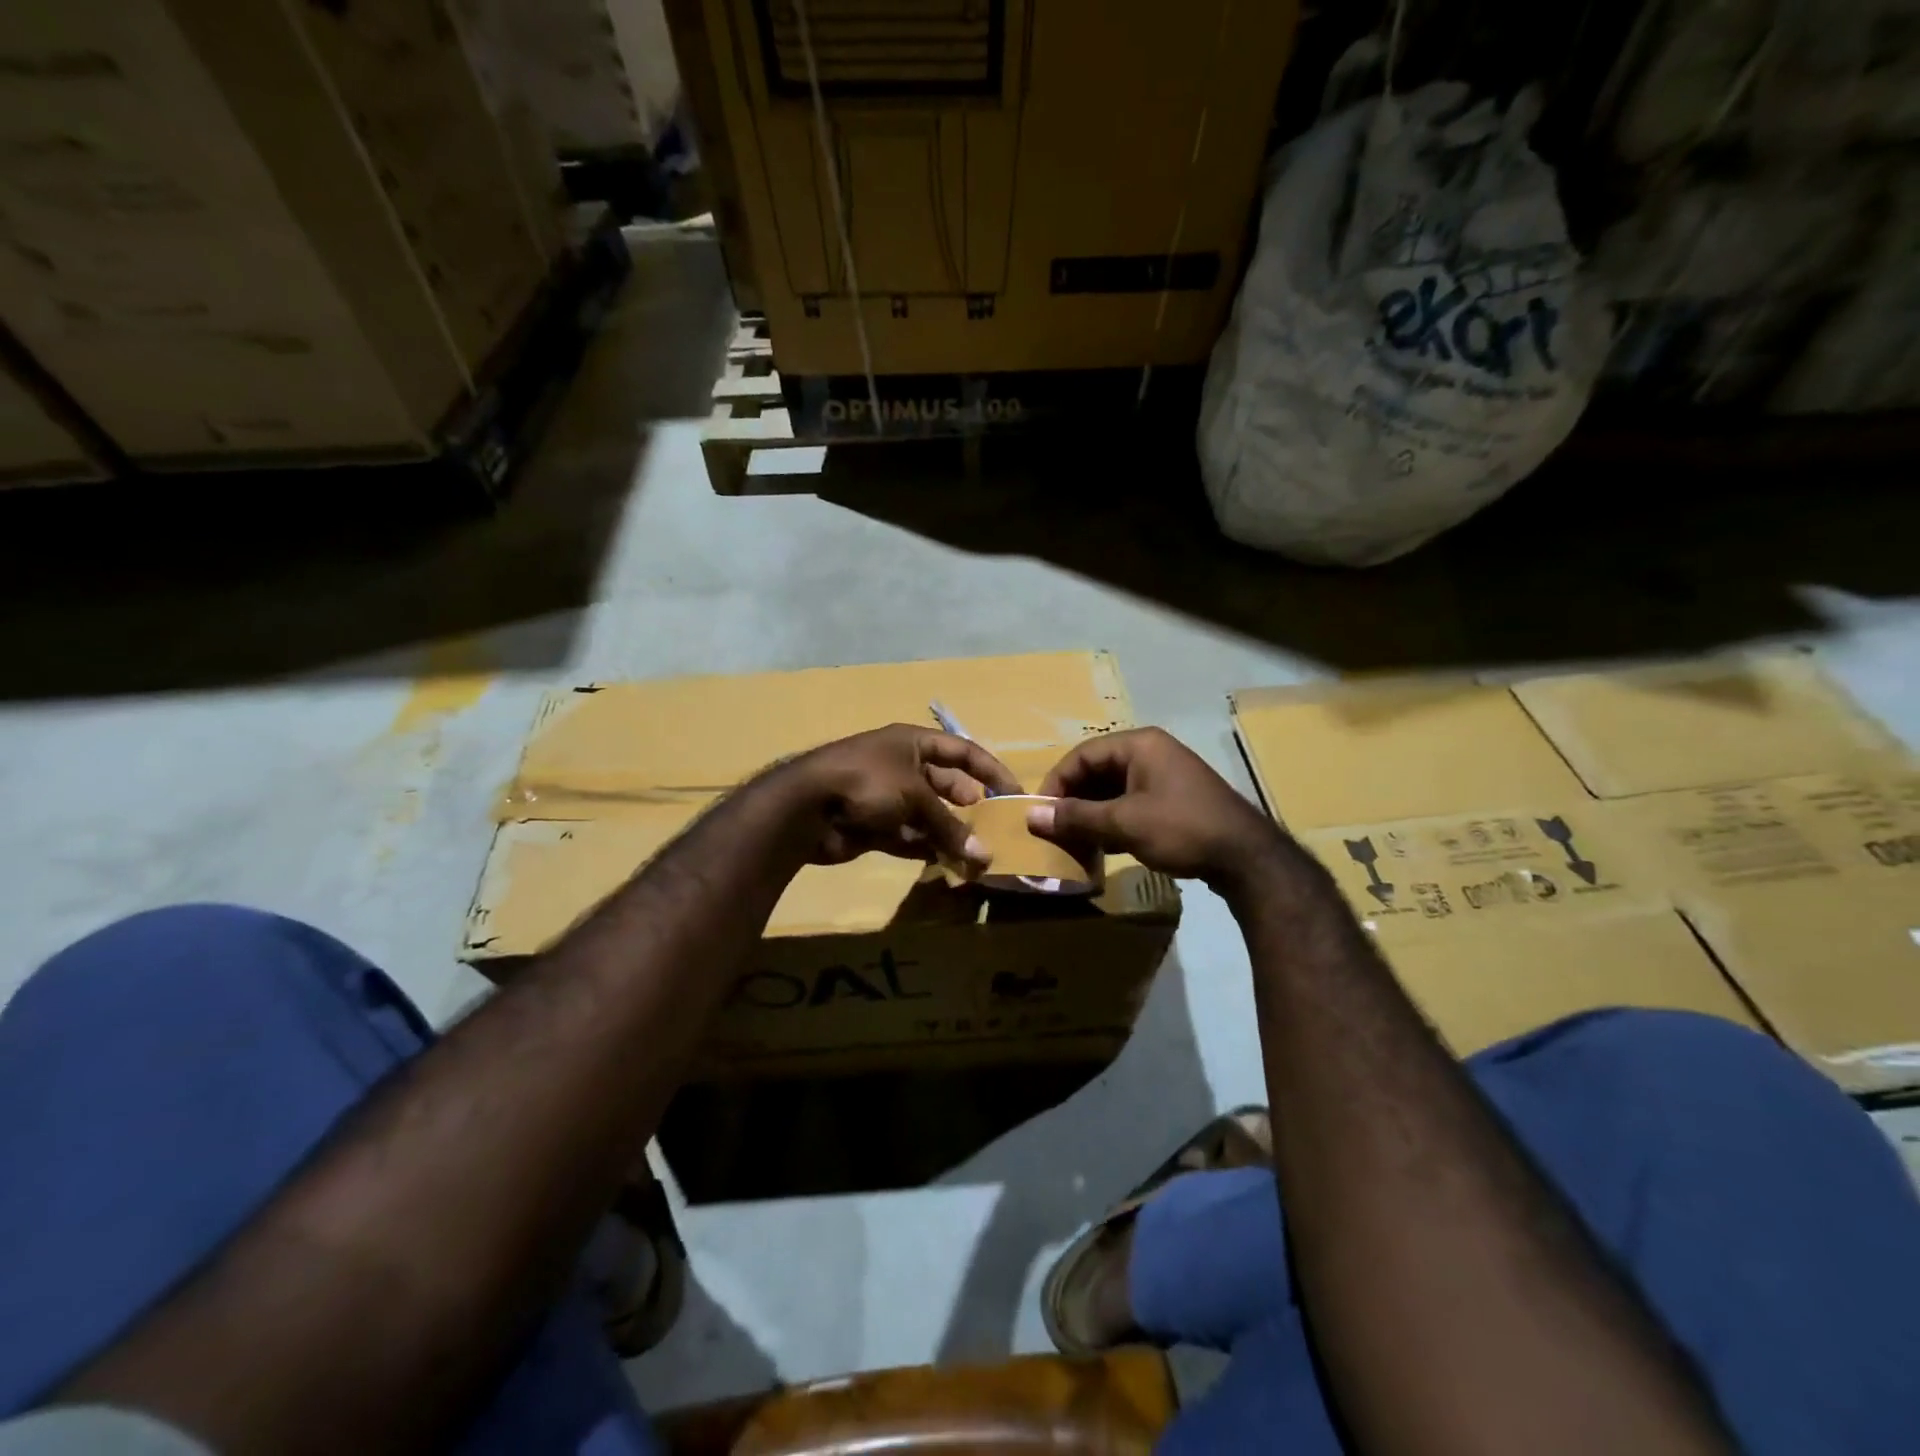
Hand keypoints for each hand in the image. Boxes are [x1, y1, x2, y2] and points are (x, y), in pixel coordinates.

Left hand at [779, 724, 1021, 869]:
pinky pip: (910, 836)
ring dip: (950, 833)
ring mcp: (887, 797)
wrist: (806, 808)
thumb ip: (949, 825)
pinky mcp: (875, 825)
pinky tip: (948, 864)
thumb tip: (983, 855)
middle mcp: (902, 766)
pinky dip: (927, 848)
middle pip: (946, 785)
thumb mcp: (915, 796)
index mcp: (912, 743)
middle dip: (969, 806)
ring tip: (976, 854)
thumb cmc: (867, 782)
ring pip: (929, 815)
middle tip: (991, 829)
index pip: (962, 750)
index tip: (1013, 792)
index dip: (990, 769)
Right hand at [1027, 727, 1286, 887]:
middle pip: (1097, 771)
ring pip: (1113, 790)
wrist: (1247, 858)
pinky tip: (1102, 847)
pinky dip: (1113, 822)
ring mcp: (1165, 777)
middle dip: (1073, 801)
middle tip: (1054, 830)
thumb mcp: (1124, 823)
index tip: (1040, 814)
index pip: (1082, 755)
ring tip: (1074, 842)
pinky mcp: (1174, 801)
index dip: (1056, 783)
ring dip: (1091, 815)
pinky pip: (1131, 804)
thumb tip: (1031, 816)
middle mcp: (1151, 753)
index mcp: (1140, 745)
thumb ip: (1076, 818)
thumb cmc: (1181, 828)